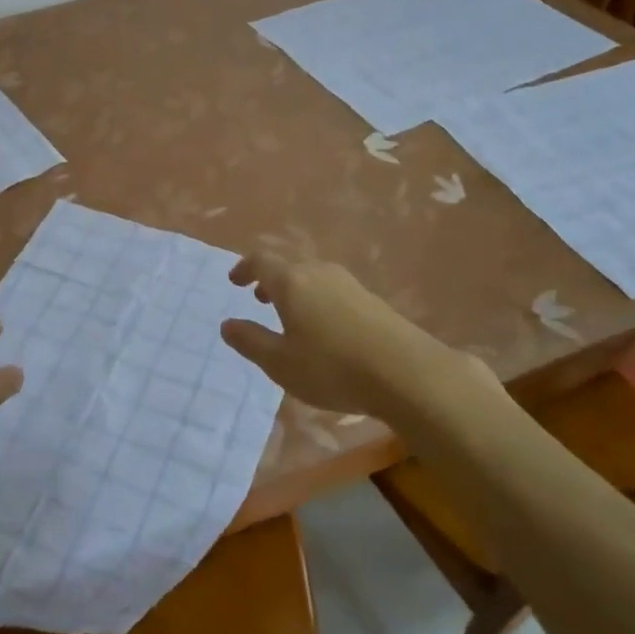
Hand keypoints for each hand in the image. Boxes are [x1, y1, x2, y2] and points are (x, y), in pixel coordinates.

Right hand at [222, 251, 448, 420]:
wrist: (407, 373)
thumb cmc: (332, 368)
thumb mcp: (280, 363)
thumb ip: (251, 341)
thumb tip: (227, 324)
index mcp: (291, 282)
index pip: (261, 260)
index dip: (244, 268)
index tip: (235, 282)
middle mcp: (318, 272)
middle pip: (288, 265)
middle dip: (269, 279)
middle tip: (259, 298)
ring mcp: (349, 283)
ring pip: (312, 276)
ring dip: (295, 289)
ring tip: (291, 315)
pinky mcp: (372, 299)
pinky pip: (333, 289)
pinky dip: (317, 299)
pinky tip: (325, 328)